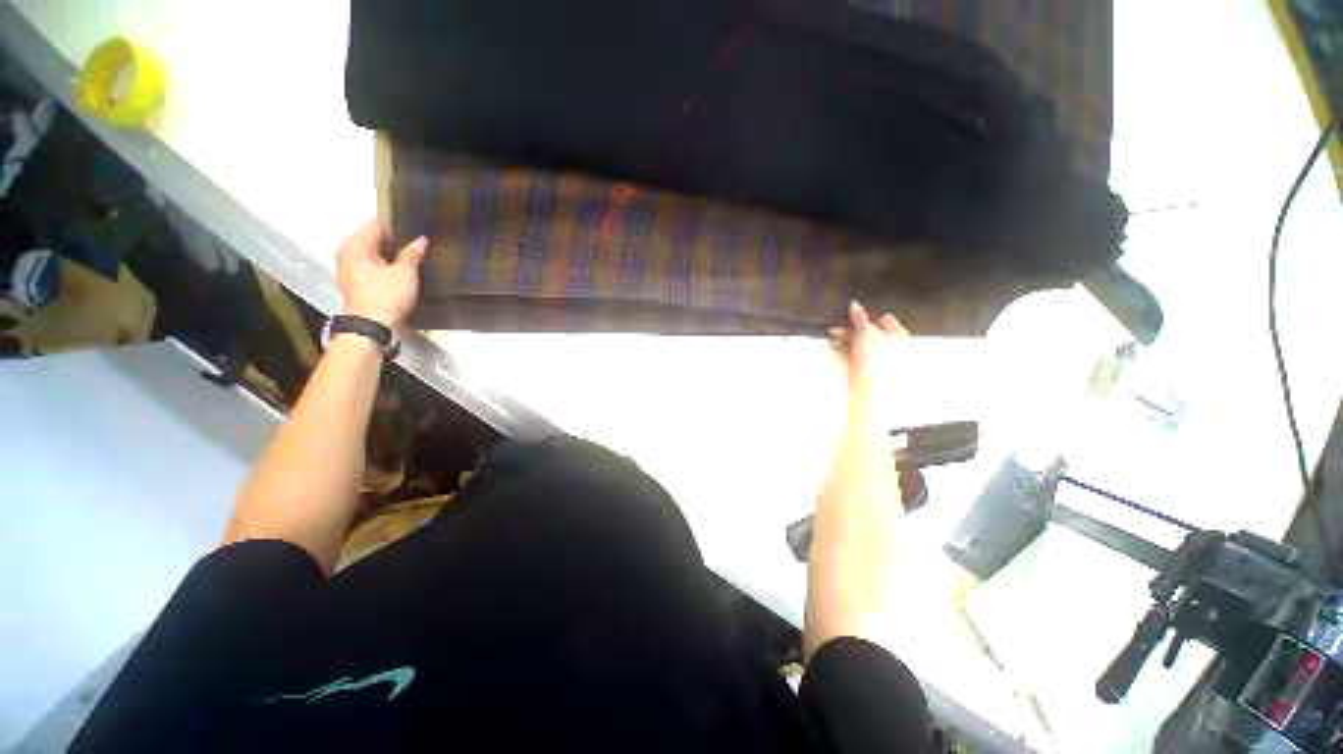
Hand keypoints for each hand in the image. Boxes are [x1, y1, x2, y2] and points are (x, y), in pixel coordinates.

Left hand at [336, 219, 427, 328]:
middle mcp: (347, 252)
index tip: (416, 229)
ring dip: (391, 254)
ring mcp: (349, 267)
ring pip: (373, 252)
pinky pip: (371, 264)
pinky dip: (385, 265)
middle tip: (418, 243)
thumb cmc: (386, 295)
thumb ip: (412, 254)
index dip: (397, 225)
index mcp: (356, 244)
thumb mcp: (405, 273)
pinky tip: (402, 270)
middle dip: (394, 240)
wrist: (370, 325)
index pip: (377, 224)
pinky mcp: (355, 281)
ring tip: (413, 256)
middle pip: (373, 238)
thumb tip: (421, 239)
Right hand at [830, 300, 907, 391]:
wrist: (872, 393)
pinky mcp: (867, 376)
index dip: (868, 316)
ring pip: (861, 348)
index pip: (885, 320)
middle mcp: (894, 350)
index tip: (851, 314)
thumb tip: (854, 305)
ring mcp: (880, 365)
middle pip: (872, 334)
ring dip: (847, 342)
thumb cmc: (878, 364)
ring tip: (833, 339)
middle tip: (838, 327)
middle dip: (854, 330)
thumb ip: (860, 319)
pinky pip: (855, 361)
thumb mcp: (867, 333)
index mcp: (900, 337)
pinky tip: (836, 351)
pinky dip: (845, 354)